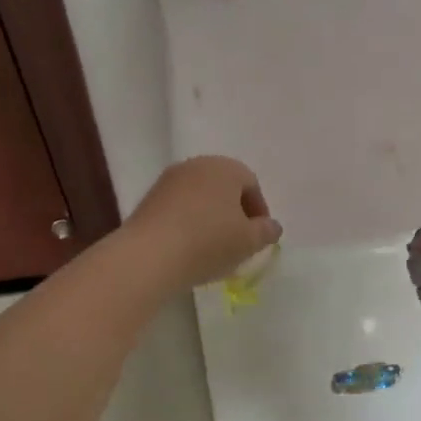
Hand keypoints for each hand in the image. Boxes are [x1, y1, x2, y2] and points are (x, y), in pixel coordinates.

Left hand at [125, 156, 282, 291]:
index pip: (251, 184)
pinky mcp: (148, 199)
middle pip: (223, 187)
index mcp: (225, 167)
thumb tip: (271, 226)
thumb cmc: (208, 242)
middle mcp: (196, 165)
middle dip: (234, 212)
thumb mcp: (248, 242)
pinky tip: (187, 248)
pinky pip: (178, 208)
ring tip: (212, 249)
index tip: (258, 237)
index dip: (258, 212)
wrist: (149, 255)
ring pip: (199, 197)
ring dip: (210, 218)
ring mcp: (169, 180)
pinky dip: (188, 223)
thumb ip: (266, 231)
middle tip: (238, 241)